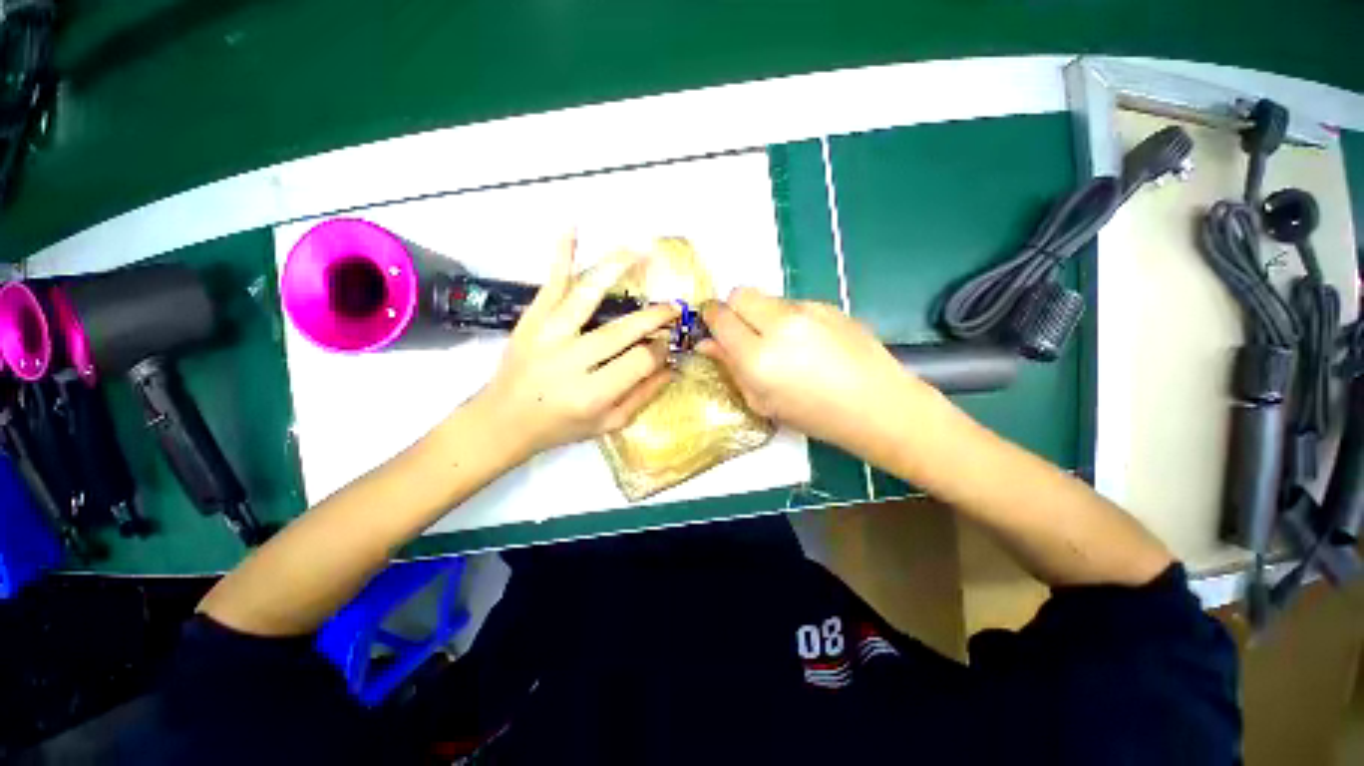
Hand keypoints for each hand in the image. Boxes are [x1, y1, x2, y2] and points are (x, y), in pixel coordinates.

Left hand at [476, 235, 677, 458]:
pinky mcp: (530, 322)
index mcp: (591, 394)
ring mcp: (546, 336)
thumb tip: (672, 366)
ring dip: (615, 270)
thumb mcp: (608, 424)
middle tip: (673, 308)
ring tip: (640, 252)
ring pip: (586, 296)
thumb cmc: (560, 427)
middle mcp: (570, 362)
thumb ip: (643, 396)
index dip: (660, 349)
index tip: (668, 343)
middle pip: (621, 330)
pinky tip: (572, 229)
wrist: (503, 421)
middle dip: (653, 317)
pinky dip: (560, 256)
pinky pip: (549, 285)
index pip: (639, 361)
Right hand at [699, 288, 937, 460]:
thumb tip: (707, 344)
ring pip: (767, 297)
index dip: (710, 318)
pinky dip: (788, 317)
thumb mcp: (762, 401)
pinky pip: (793, 303)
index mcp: (758, 357)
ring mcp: (807, 311)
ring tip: (780, 342)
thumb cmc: (814, 415)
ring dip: (762, 314)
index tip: (711, 326)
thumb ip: (731, 368)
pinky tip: (806, 342)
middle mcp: (780, 325)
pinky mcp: (828, 305)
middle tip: (743, 334)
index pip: (720, 317)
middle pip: (740, 294)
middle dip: (733, 309)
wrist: (876, 404)